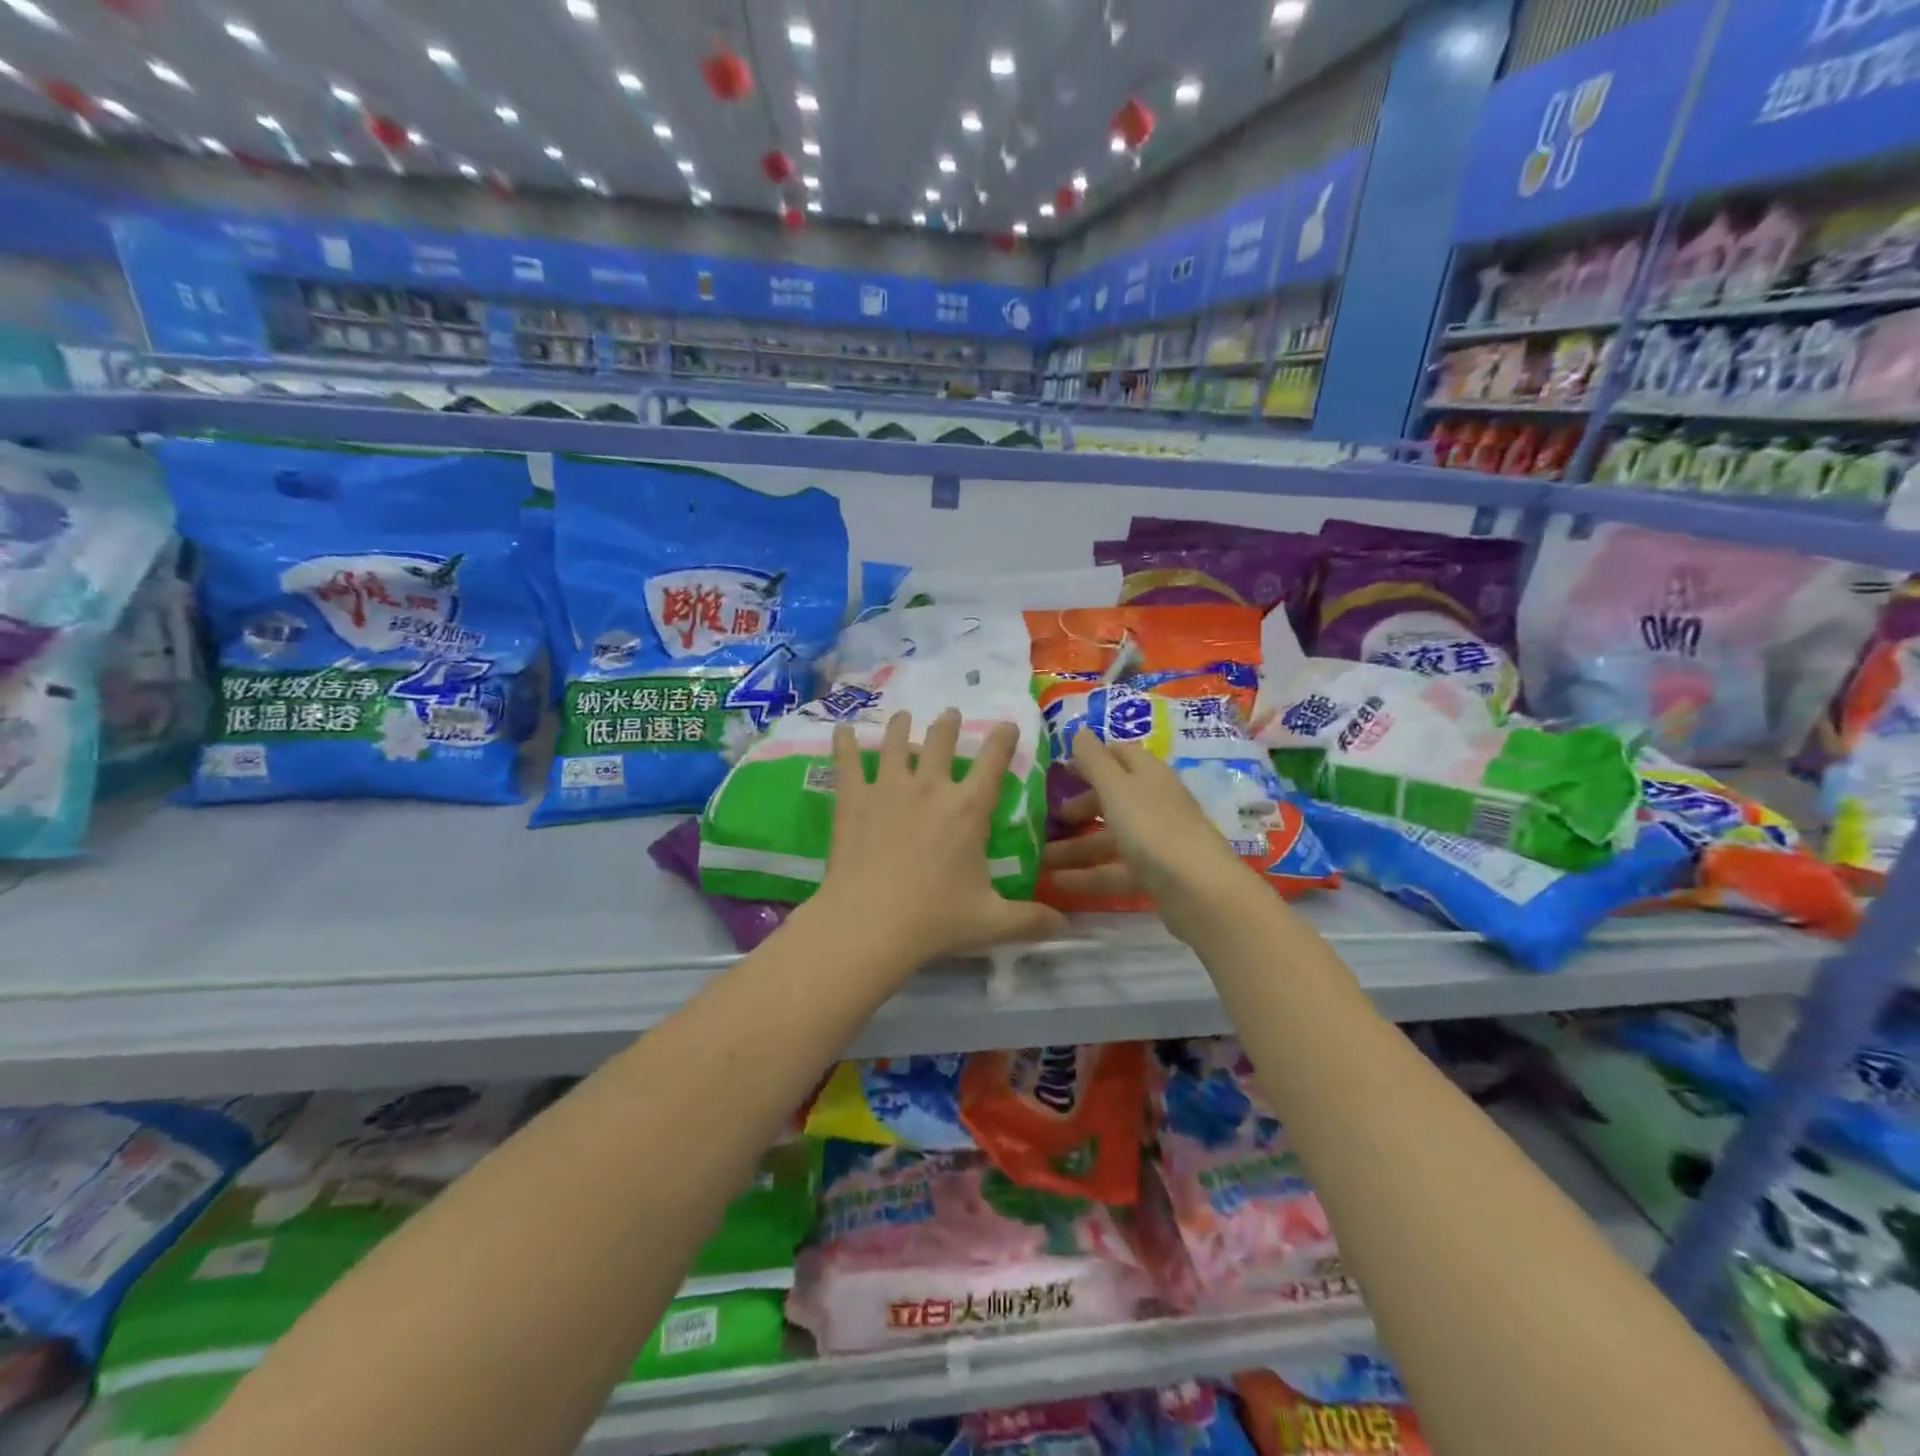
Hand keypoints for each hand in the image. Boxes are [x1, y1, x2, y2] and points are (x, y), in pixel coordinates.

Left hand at [813, 710, 1066, 970]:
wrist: (869, 923)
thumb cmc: (934, 919)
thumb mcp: (990, 922)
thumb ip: (1030, 920)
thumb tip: (1065, 926)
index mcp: (968, 809)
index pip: (993, 761)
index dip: (1002, 738)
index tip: (1007, 724)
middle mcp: (931, 787)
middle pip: (942, 741)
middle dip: (948, 724)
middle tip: (950, 714)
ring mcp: (888, 788)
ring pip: (897, 743)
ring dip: (902, 726)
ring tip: (903, 716)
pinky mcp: (853, 799)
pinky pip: (848, 761)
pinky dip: (846, 742)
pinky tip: (843, 729)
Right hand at [1042, 734, 1260, 942]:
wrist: (1200, 891)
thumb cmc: (1153, 828)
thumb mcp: (1116, 788)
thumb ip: (1094, 760)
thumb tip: (1079, 731)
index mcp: (1148, 775)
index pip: (1119, 754)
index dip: (1090, 758)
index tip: (1059, 770)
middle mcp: (1154, 803)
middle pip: (1112, 798)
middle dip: (1078, 806)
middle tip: (1046, 817)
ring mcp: (1156, 840)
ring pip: (1109, 837)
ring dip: (1075, 847)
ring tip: (1039, 857)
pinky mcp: (1155, 874)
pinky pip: (1114, 869)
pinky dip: (1088, 874)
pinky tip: (1058, 882)